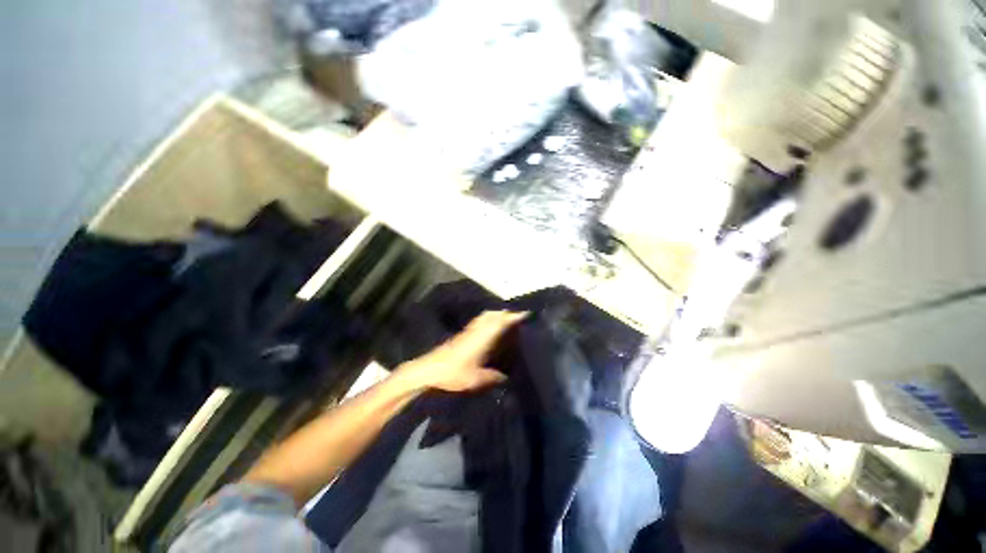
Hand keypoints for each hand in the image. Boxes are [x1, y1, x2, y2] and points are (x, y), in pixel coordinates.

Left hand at [395, 311, 526, 391]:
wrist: (429, 371)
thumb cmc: (454, 373)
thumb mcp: (477, 380)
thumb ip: (494, 378)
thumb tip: (506, 378)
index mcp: (483, 337)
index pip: (501, 322)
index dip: (514, 317)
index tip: (526, 313)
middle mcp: (476, 330)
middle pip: (493, 315)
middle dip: (506, 313)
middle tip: (518, 318)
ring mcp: (468, 331)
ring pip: (485, 316)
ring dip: (496, 315)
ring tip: (505, 321)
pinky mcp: (461, 335)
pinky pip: (478, 322)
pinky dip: (487, 320)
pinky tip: (488, 329)